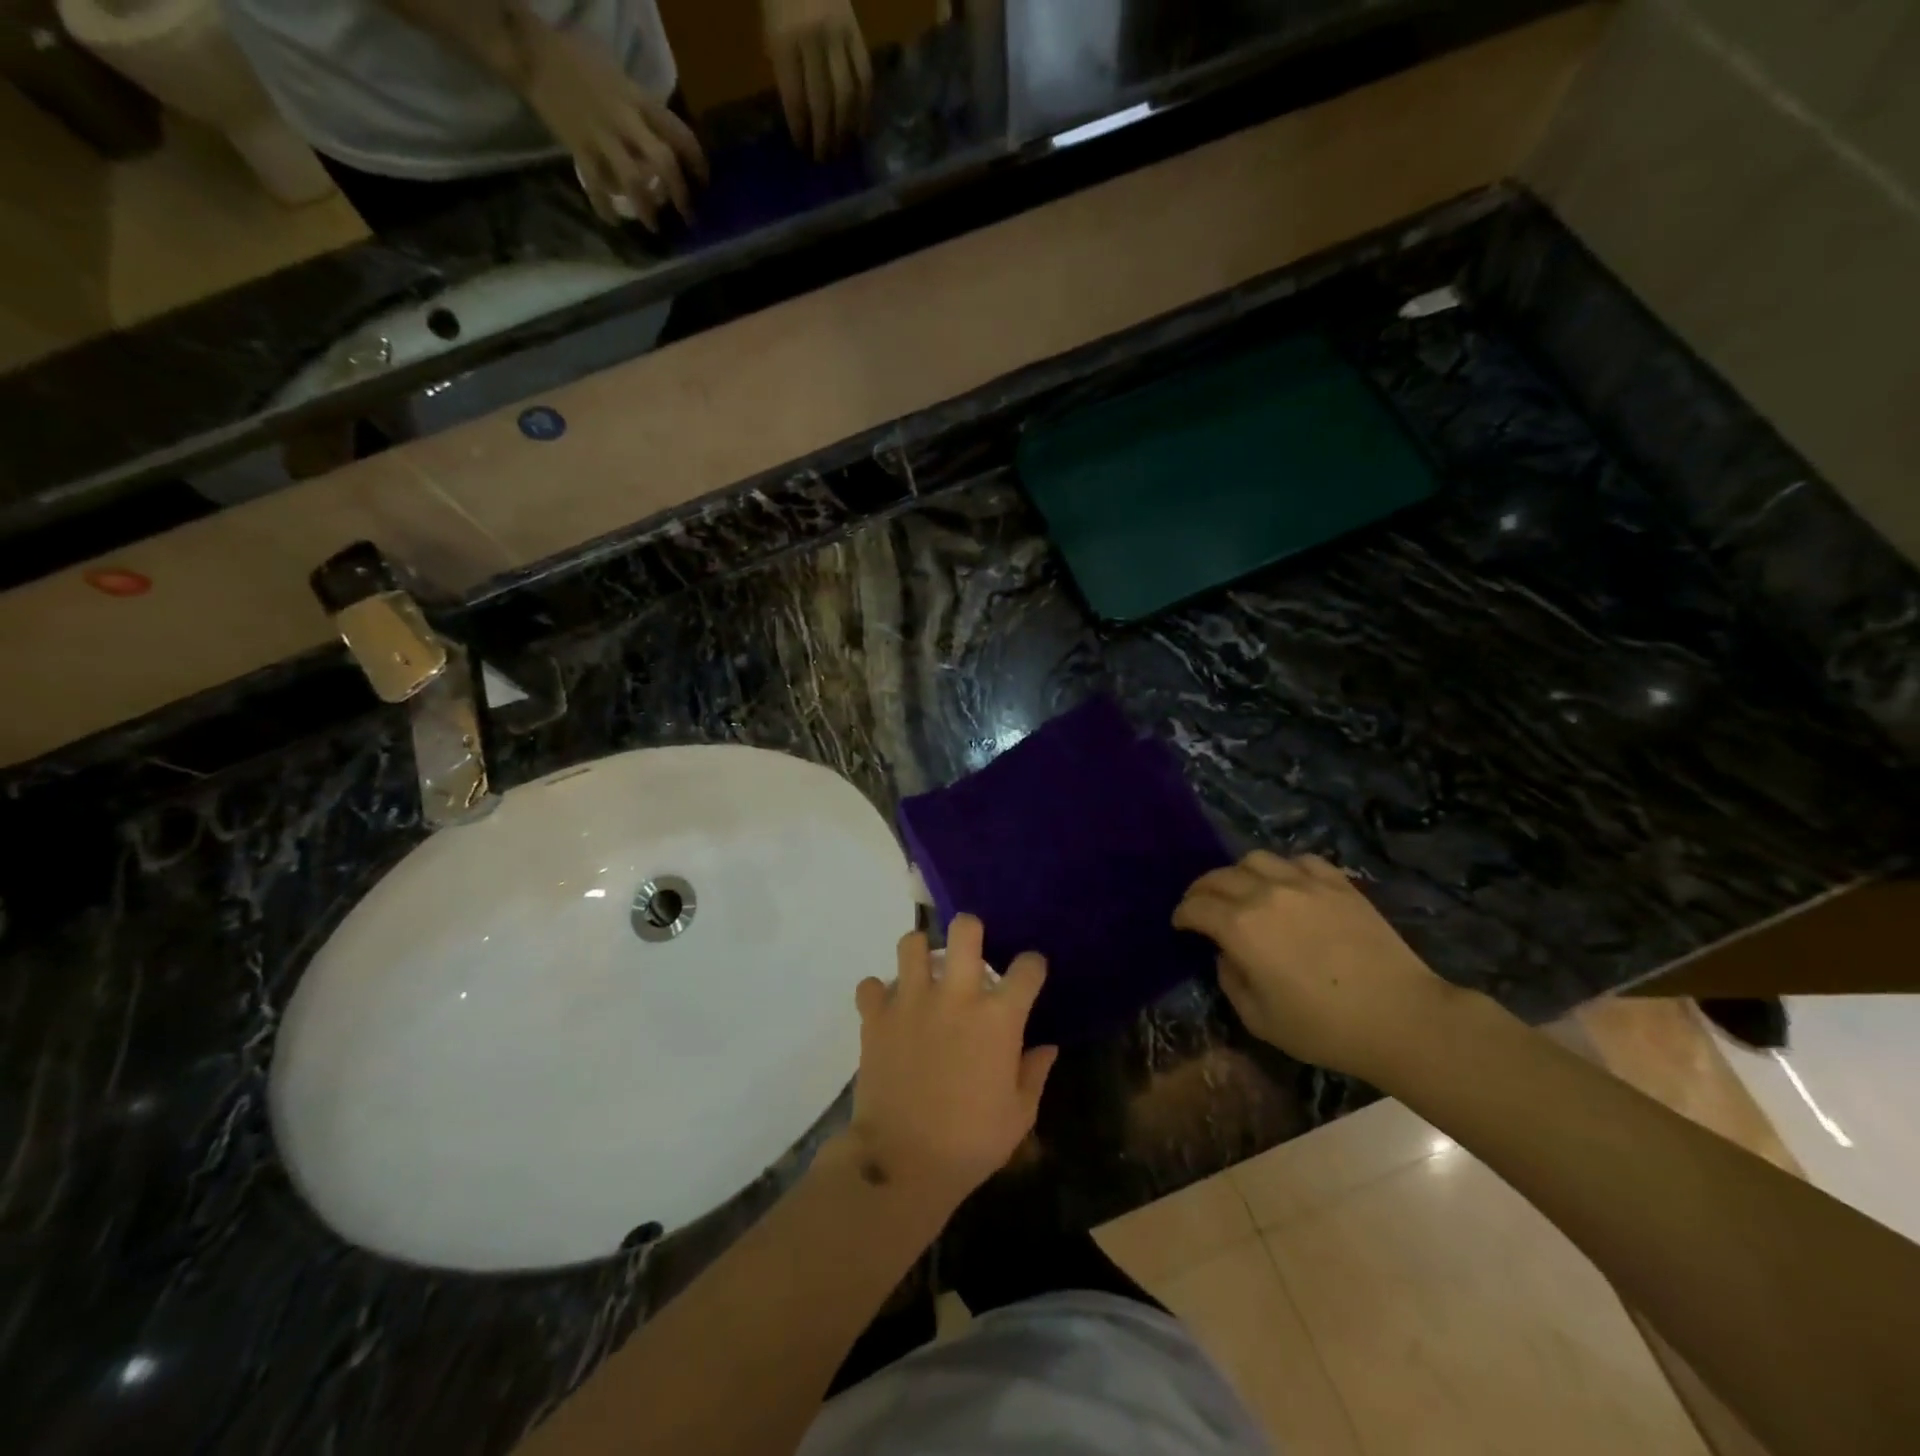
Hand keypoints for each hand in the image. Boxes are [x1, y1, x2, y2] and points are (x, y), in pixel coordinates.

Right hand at [523, 24, 706, 228]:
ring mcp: (601, 135)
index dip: (698, 162)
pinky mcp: (578, 147)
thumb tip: (665, 138)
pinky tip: (613, 220)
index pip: (680, 133)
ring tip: (655, 228)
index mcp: (639, 99)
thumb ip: (642, 107)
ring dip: (648, 209)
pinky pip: (596, 185)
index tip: (704, 183)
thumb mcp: (620, 76)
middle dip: (681, 195)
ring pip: (634, 180)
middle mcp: (625, 119)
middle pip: (664, 163)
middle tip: (688, 217)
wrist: (531, 51)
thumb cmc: (578, 60)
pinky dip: (605, 207)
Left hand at [762, 0, 872, 160]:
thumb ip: (784, 72)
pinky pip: (865, 78)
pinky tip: (860, 128)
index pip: (795, 99)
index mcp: (785, 41)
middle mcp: (814, 41)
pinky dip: (864, 107)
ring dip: (845, 129)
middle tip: (823, 158)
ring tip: (841, 149)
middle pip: (823, 103)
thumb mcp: (770, 33)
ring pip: (846, 95)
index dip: (800, 129)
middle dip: (823, 136)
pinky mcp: (858, 35)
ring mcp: (839, 37)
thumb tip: (801, 117)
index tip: (803, 149)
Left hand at [849, 916, 1057, 1210]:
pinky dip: (878, 994)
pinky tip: (888, 1010)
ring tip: (924, 973)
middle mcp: (956, 996)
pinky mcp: (876, 1017)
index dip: (1032, 966)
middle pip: (964, 929)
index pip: (1027, 967)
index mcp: (998, 1018)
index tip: (1029, 974)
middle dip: (971, 931)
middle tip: (969, 953)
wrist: (903, 1164)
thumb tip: (1046, 1046)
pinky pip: (870, 986)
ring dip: (919, 953)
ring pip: (911, 943)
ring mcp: (911, 1002)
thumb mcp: (1019, 1115)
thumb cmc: (971, 1143)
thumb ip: (1034, 1073)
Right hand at [1174, 852, 1456, 1079]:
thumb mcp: (1259, 1019)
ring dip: (1239, 873)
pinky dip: (1285, 868)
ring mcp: (1304, 883)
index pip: (1196, 907)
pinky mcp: (1338, 883)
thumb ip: (1231, 981)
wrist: (1402, 1017)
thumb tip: (1227, 954)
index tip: (1181, 925)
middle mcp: (1265, 894)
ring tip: (1244, 890)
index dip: (1182, 914)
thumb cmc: (1324, 1027)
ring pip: (1256, 859)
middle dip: (1202, 890)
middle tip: (1201, 905)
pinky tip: (1289, 885)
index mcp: (1240, 928)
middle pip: (1219, 877)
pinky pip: (1300, 860)